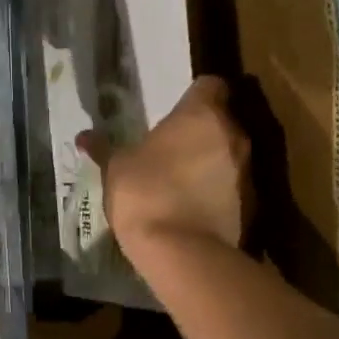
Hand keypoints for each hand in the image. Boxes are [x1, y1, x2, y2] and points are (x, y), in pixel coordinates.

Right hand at [79, 76, 250, 255]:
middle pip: (223, 120)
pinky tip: (197, 206)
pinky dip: (221, 191)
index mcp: (202, 114)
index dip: (196, 94)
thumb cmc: (145, 193)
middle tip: (176, 144)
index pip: (211, 85)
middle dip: (204, 130)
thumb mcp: (116, 168)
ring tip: (185, 178)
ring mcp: (248, 171)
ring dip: (214, 161)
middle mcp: (233, 134)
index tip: (178, 107)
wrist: (183, 253)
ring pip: (232, 154)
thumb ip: (104, 148)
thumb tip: (84, 136)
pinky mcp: (254, 205)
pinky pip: (235, 187)